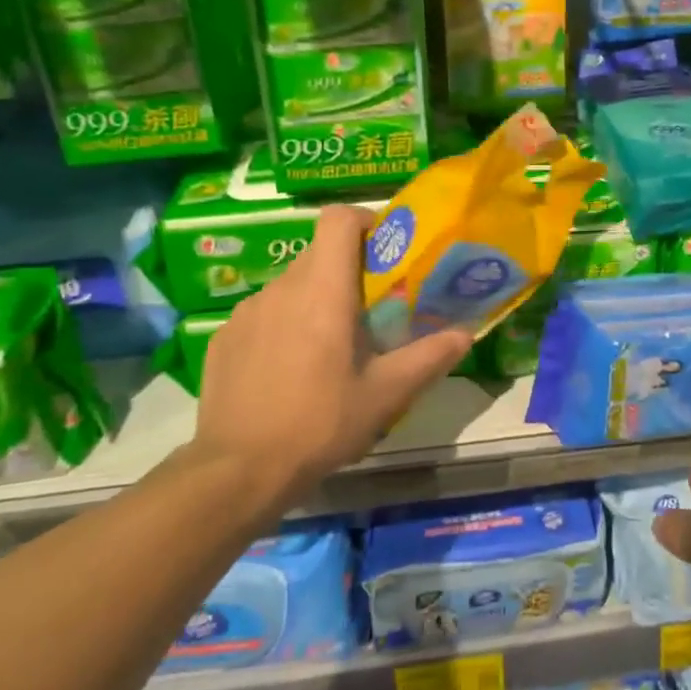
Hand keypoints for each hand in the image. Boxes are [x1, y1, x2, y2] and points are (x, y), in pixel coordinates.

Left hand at [193, 206, 470, 497]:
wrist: (238, 470)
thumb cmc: (320, 422)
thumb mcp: (385, 394)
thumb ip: (429, 357)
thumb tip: (466, 334)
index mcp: (323, 289)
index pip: (338, 219)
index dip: (363, 221)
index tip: (383, 249)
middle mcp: (282, 287)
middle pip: (318, 253)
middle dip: (347, 270)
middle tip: (369, 310)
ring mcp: (246, 311)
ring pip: (290, 285)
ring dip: (314, 300)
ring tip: (328, 347)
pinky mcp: (224, 337)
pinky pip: (263, 314)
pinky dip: (282, 325)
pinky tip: (288, 370)